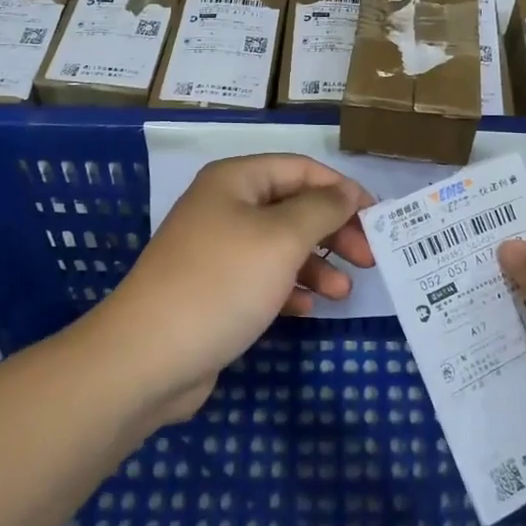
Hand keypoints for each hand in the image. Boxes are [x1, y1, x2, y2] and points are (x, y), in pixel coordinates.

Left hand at [89, 154, 373, 427]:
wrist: (148, 357)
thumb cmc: (222, 282)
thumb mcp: (282, 238)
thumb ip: (322, 209)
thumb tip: (348, 191)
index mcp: (236, 180)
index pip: (301, 169)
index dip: (342, 189)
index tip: (377, 219)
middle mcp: (225, 207)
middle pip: (293, 207)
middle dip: (333, 230)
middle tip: (368, 259)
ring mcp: (218, 250)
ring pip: (281, 246)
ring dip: (316, 264)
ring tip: (342, 292)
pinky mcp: (215, 289)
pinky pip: (263, 278)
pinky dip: (289, 288)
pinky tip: (307, 308)